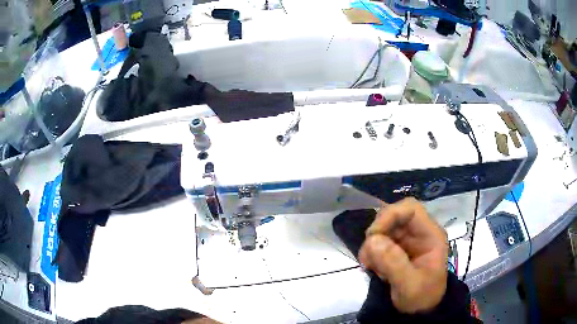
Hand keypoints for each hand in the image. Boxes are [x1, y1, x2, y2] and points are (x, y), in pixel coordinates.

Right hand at [359, 197, 447, 313]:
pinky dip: (370, 254)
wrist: (420, 312)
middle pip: (393, 216)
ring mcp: (406, 241)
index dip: (390, 215)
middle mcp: (418, 233)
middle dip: (377, 233)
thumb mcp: (410, 285)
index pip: (410, 209)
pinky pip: (377, 242)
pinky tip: (373, 269)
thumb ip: (394, 263)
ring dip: (371, 246)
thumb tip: (372, 240)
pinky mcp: (395, 250)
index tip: (373, 235)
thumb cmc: (422, 298)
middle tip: (368, 255)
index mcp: (430, 235)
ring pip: (382, 229)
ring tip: (371, 267)